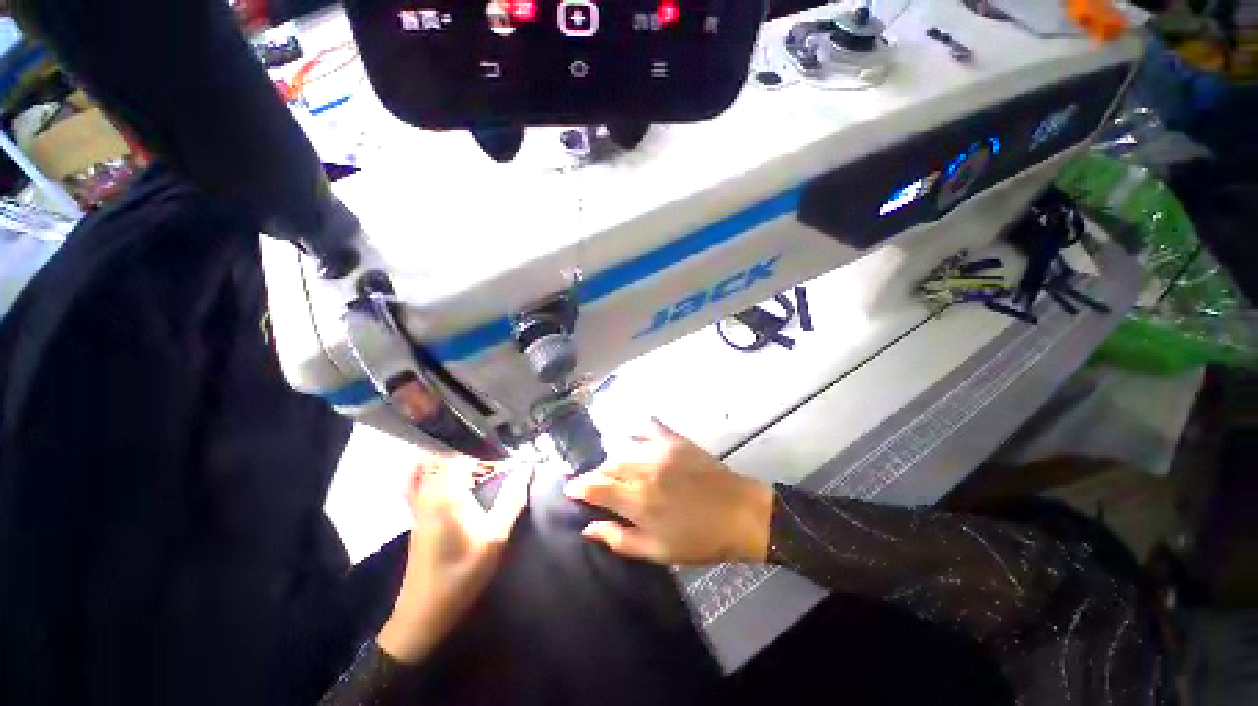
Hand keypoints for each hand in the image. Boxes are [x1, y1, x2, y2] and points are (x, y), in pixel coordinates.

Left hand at [376, 458, 530, 663]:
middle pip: (448, 457)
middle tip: (497, 470)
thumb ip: (512, 498)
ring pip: (431, 467)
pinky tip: (452, 482)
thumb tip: (527, 468)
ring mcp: (418, 504)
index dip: (489, 457)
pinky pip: (419, 481)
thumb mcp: (495, 537)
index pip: (467, 457)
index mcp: (447, 493)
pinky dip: (433, 472)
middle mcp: (429, 492)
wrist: (423, 613)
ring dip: (456, 463)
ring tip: (479, 474)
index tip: (509, 466)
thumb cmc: (462, 573)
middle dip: (474, 458)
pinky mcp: (416, 516)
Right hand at [564, 419, 772, 564]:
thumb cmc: (699, 540)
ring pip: (622, 447)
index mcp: (638, 502)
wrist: (739, 513)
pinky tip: (632, 434)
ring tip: (613, 467)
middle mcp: (644, 471)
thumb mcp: (658, 552)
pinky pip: (649, 426)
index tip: (570, 489)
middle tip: (595, 483)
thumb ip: (619, 539)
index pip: (596, 487)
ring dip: (612, 457)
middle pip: (607, 465)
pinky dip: (636, 429)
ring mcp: (660, 451)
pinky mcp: (674, 440)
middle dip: (595, 475)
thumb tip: (589, 527)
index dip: (578, 487)